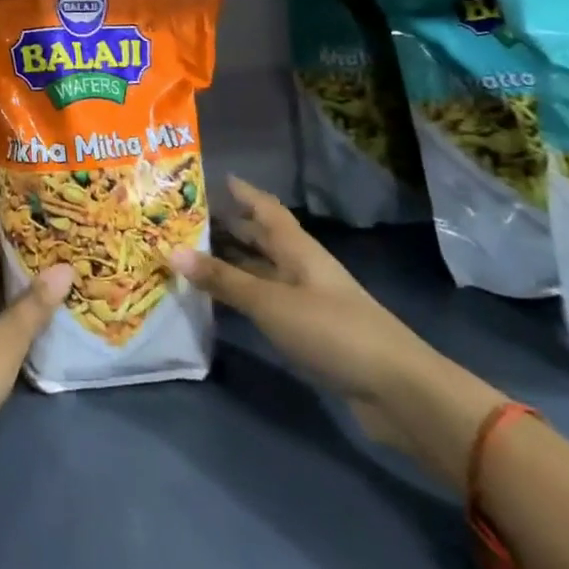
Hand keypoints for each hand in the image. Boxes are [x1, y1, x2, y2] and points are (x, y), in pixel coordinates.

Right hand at [169, 177, 503, 486]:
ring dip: (232, 263)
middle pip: (263, 238)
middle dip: (230, 226)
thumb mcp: (270, 302)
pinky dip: (242, 296)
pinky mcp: (310, 332)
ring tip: (191, 256)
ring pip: (263, 271)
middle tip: (186, 218)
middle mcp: (302, 267)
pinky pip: (267, 302)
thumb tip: (170, 251)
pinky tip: (220, 302)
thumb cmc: (332, 330)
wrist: (398, 391)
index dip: (242, 192)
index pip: (266, 208)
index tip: (213, 178)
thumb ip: (223, 279)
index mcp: (297, 249)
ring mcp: (308, 301)